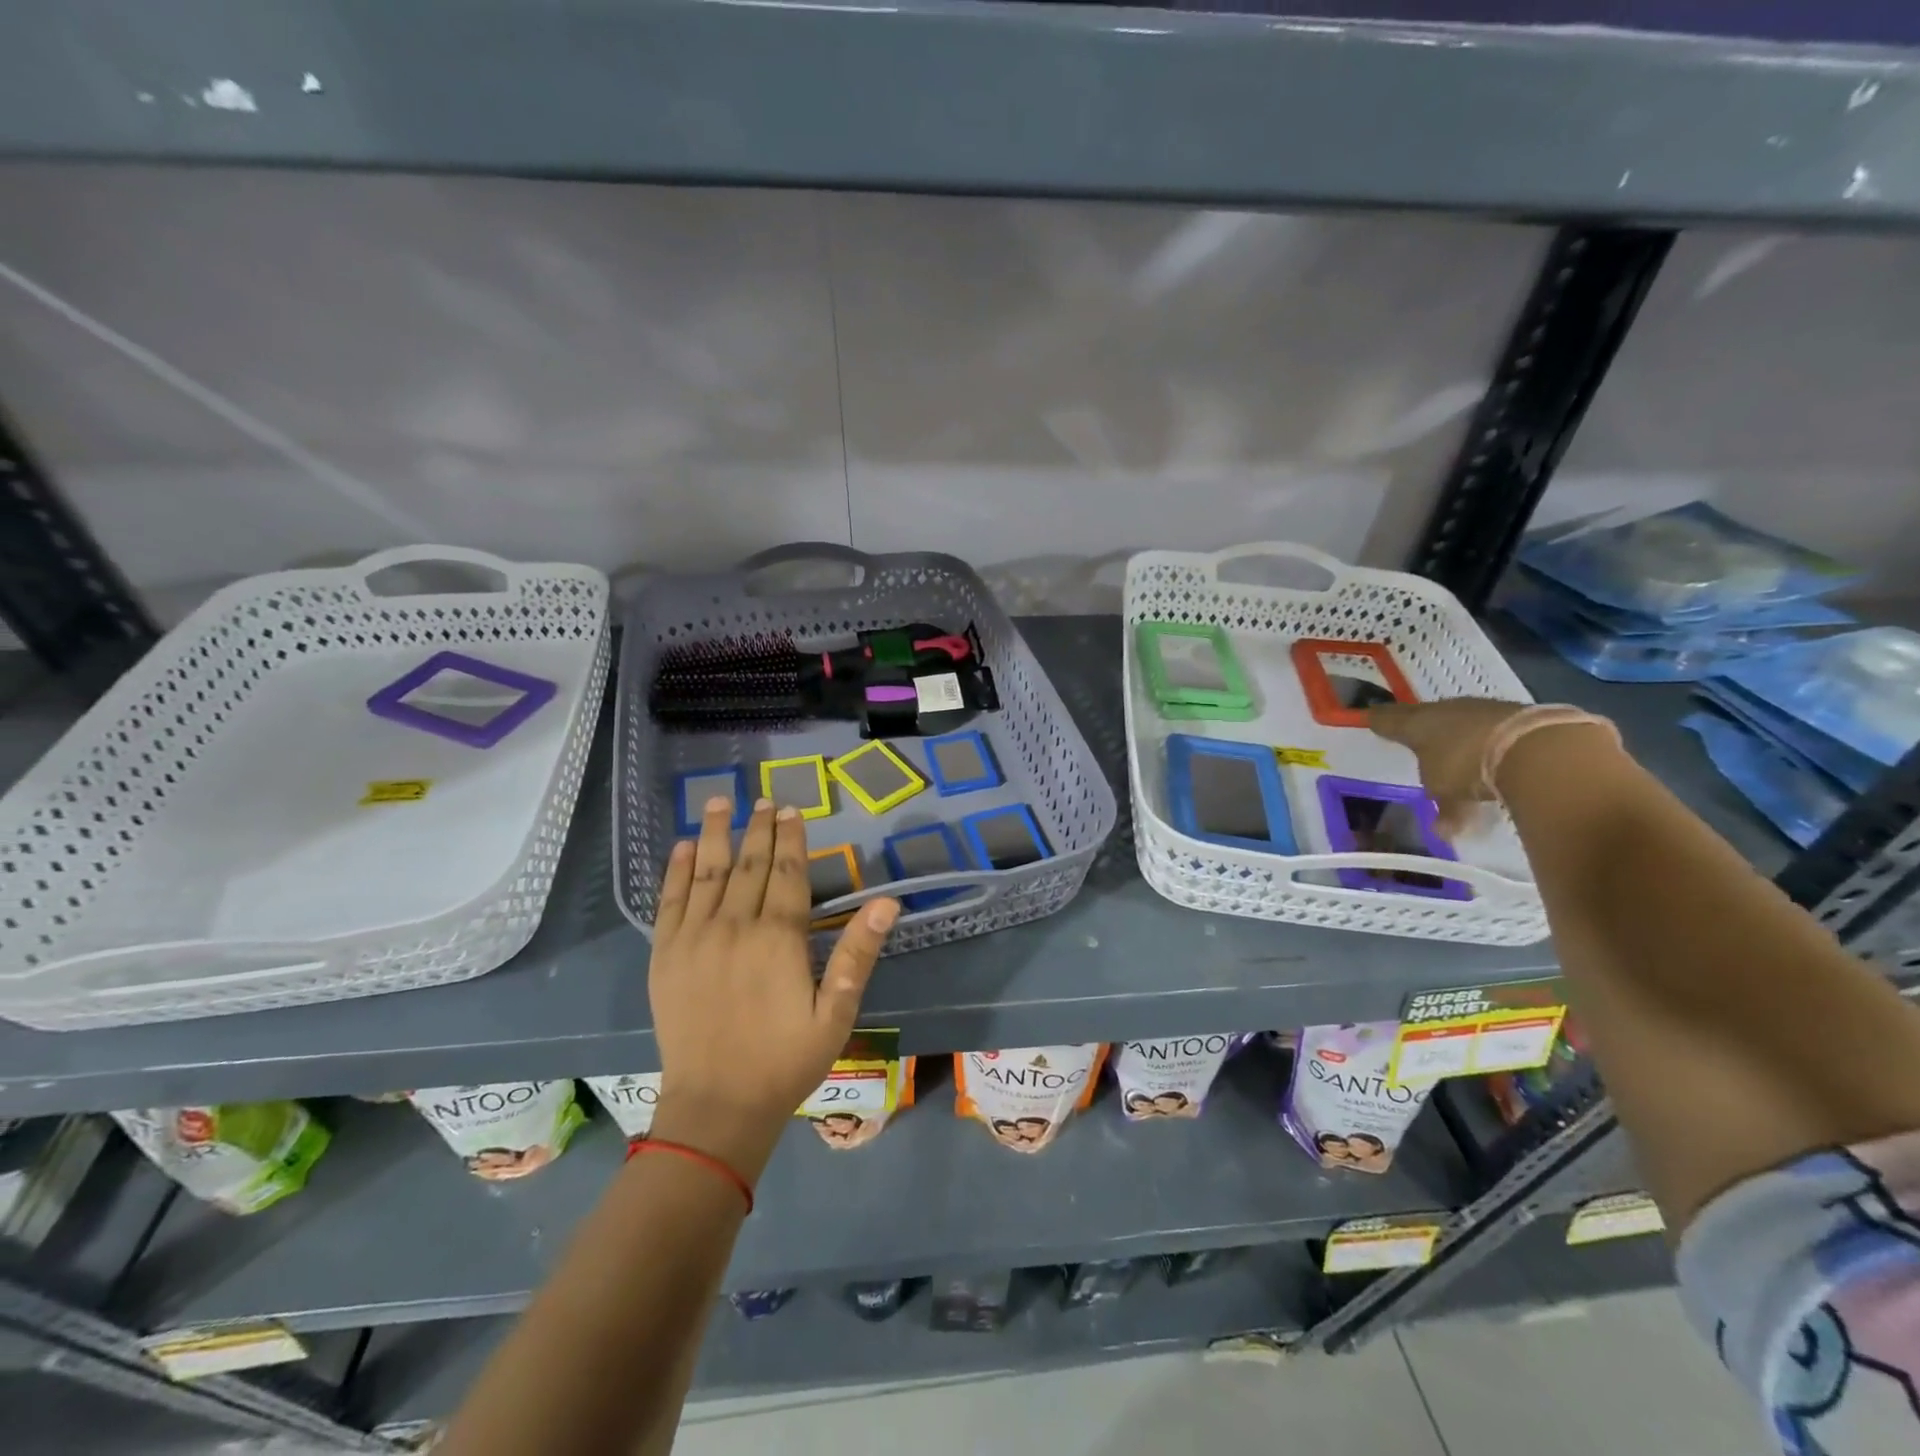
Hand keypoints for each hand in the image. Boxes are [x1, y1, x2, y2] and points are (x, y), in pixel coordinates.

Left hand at [647, 797, 898, 1180]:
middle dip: (759, 830)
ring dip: (715, 834)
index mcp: (779, 938)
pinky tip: (681, 848)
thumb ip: (858, 953)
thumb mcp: (836, 1012)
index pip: (788, 874)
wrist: (717, 1106)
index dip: (791, 839)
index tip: (791, 811)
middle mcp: (735, 926)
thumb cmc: (785, 1061)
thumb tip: (887, 903)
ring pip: (707, 872)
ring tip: (719, 802)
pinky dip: (675, 871)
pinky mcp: (665, 955)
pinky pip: (670, 901)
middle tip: (763, 800)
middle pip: (749, 865)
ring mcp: (695, 938)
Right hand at [1367, 699, 1528, 837]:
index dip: (1380, 721)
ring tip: (1463, 753)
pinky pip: (1495, 727)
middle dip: (1423, 727)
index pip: (1389, 720)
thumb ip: (1445, 809)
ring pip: (1463, 721)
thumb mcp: (1448, 794)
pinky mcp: (1518, 713)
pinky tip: (1498, 754)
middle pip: (1427, 716)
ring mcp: (1483, 708)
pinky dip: (1493, 740)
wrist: (1535, 747)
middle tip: (1419, 738)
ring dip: (1462, 734)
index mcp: (1417, 723)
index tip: (1370, 719)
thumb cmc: (1467, 766)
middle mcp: (1445, 710)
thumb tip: (1443, 831)